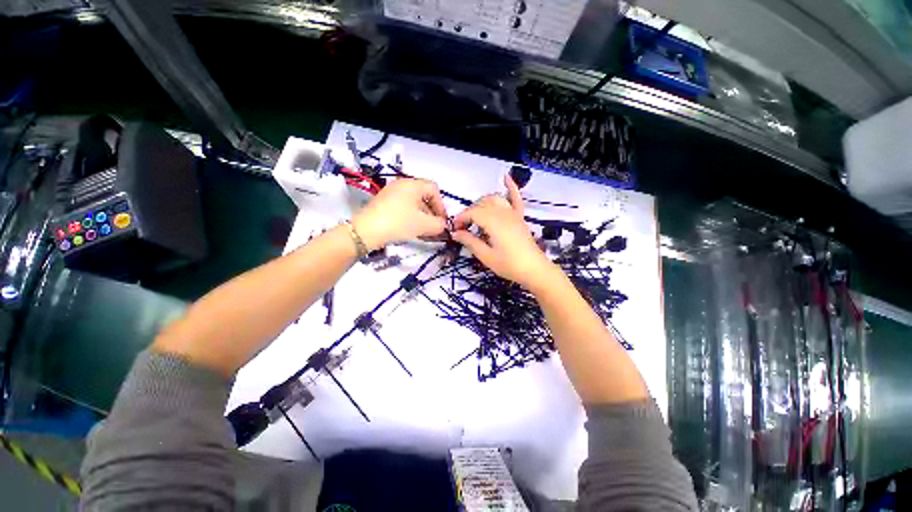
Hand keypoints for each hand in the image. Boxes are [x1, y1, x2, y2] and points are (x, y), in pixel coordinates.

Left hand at [352, 178, 447, 249]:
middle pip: (424, 196)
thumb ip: (439, 224)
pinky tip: (410, 229)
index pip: (434, 190)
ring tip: (423, 231)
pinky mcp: (383, 202)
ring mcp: (390, 193)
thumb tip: (443, 225)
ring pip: (413, 203)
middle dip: (432, 213)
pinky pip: (403, 207)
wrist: (366, 231)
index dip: (441, 206)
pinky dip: (410, 216)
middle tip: (433, 227)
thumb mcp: (424, 225)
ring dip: (422, 216)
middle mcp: (402, 184)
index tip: (441, 221)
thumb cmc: (399, 223)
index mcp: (413, 184)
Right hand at [451, 175, 557, 290]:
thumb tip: (455, 233)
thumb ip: (470, 242)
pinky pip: (515, 198)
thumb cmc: (509, 265)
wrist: (534, 270)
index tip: (455, 230)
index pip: (472, 213)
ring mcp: (513, 213)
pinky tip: (506, 177)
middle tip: (463, 229)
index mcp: (493, 222)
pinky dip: (511, 187)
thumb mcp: (486, 256)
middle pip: (481, 204)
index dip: (460, 219)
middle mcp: (503, 212)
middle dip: (469, 213)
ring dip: (482, 203)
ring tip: (476, 216)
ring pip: (494, 199)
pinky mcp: (520, 217)